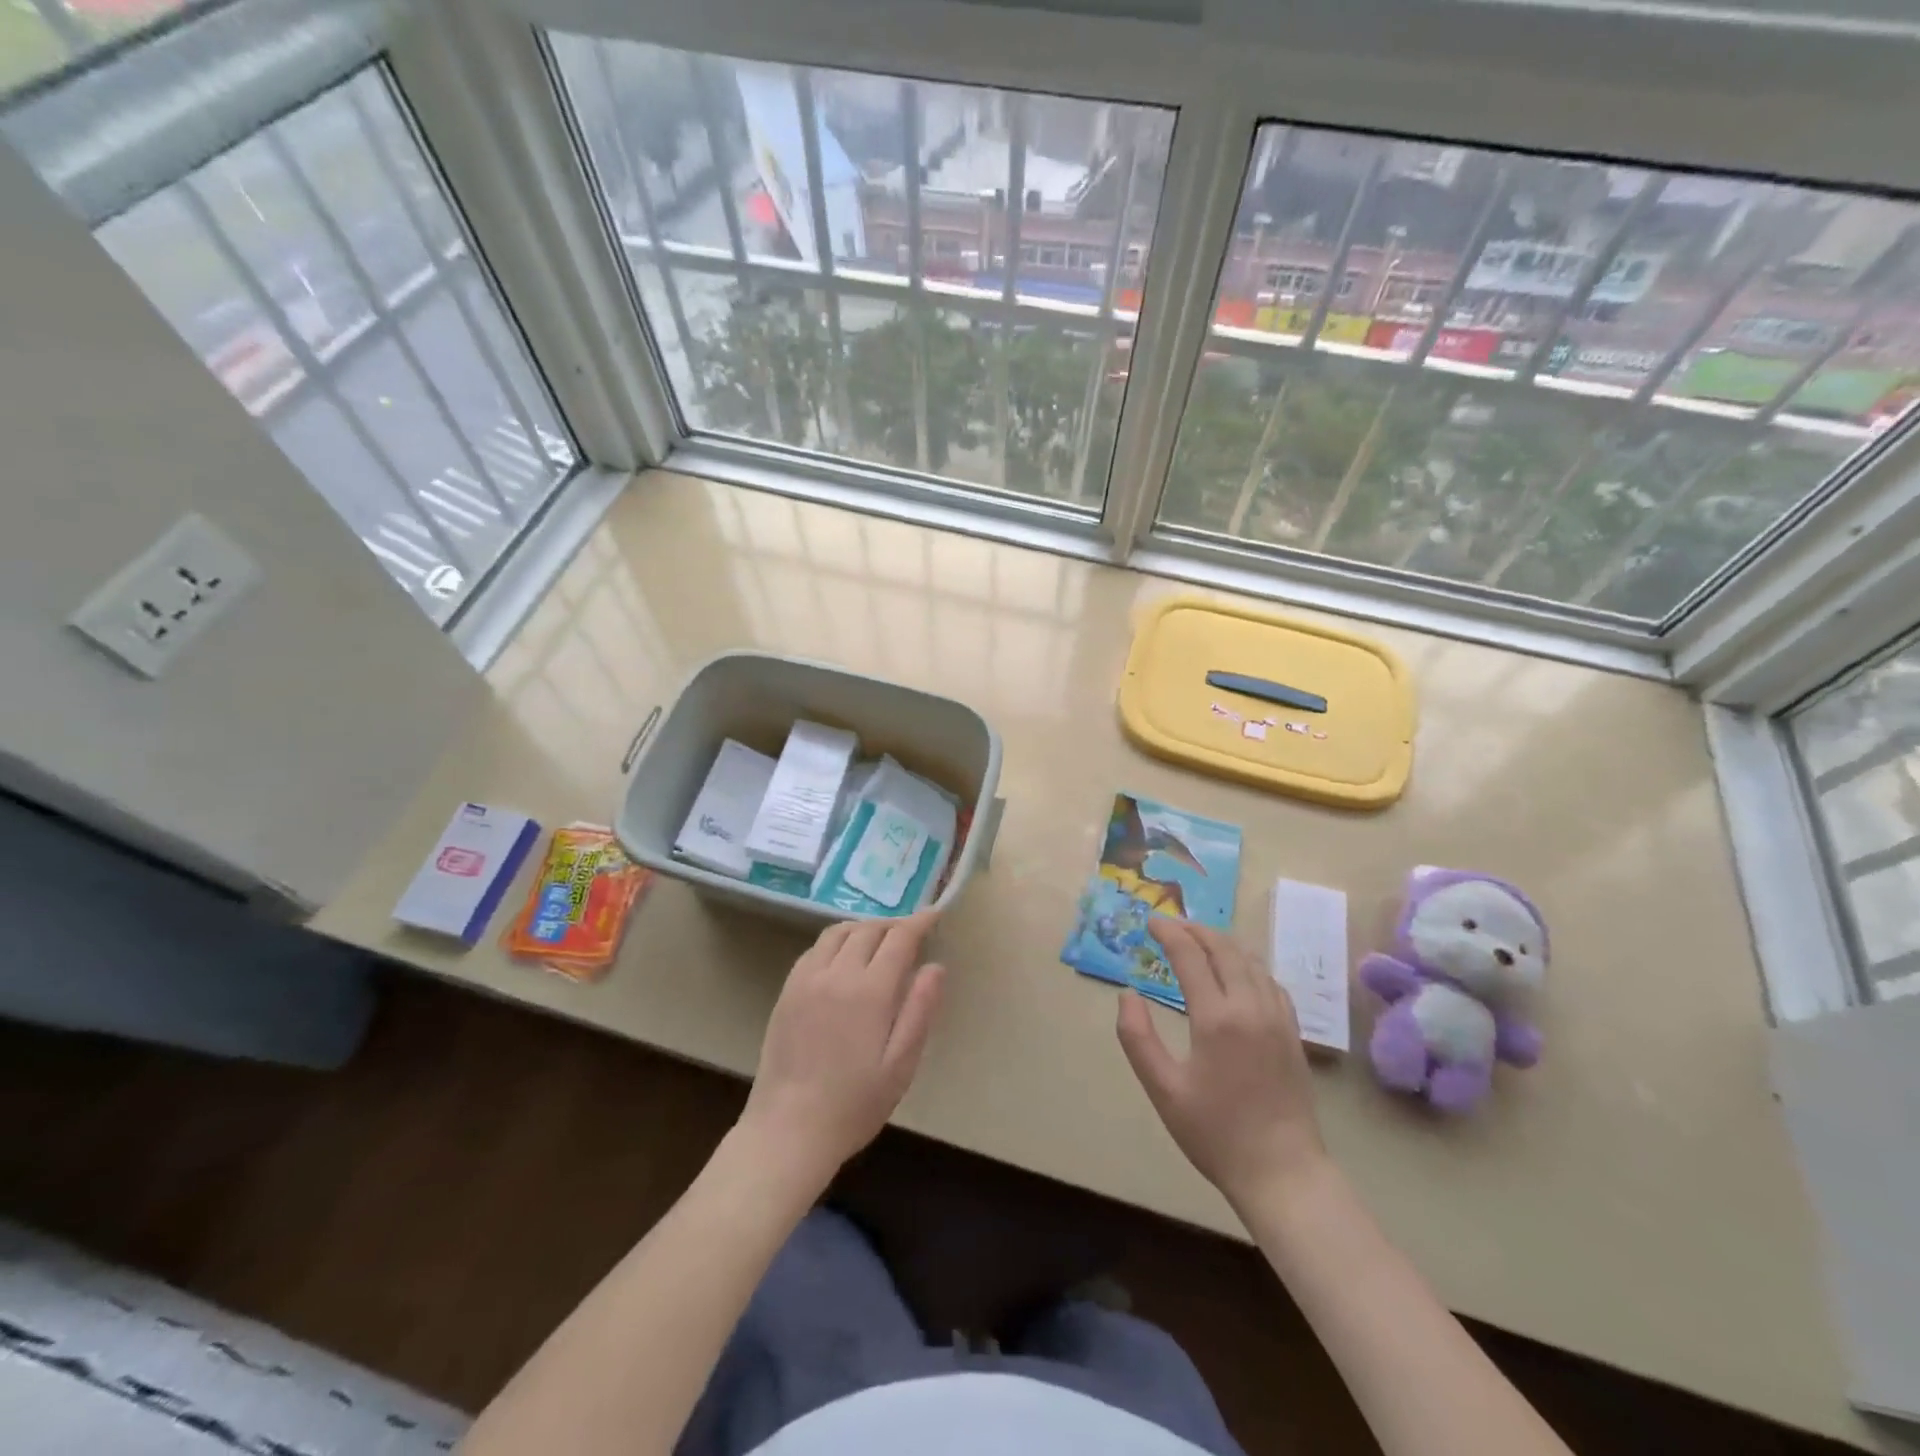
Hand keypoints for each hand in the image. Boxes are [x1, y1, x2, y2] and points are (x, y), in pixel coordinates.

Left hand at [738, 913, 946, 1192]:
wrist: (788, 1130)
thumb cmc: (854, 1104)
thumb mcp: (901, 1065)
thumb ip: (919, 1010)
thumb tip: (935, 967)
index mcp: (870, 991)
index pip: (899, 938)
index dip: (919, 922)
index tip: (934, 914)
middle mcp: (836, 974)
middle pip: (868, 929)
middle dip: (893, 925)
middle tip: (911, 935)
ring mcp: (806, 980)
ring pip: (838, 933)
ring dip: (863, 928)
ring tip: (879, 941)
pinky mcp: (787, 991)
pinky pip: (814, 950)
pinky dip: (836, 942)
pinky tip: (843, 960)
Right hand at [1116, 920, 1327, 1212]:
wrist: (1283, 1173)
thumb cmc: (1216, 1133)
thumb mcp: (1163, 1090)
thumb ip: (1138, 1038)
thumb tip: (1127, 995)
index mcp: (1216, 1018)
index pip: (1190, 956)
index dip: (1168, 933)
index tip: (1150, 922)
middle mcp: (1250, 1007)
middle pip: (1224, 948)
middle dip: (1195, 930)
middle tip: (1171, 926)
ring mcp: (1277, 1018)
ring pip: (1250, 960)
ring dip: (1222, 943)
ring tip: (1198, 941)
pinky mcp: (1292, 1032)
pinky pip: (1269, 981)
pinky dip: (1247, 964)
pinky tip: (1237, 972)